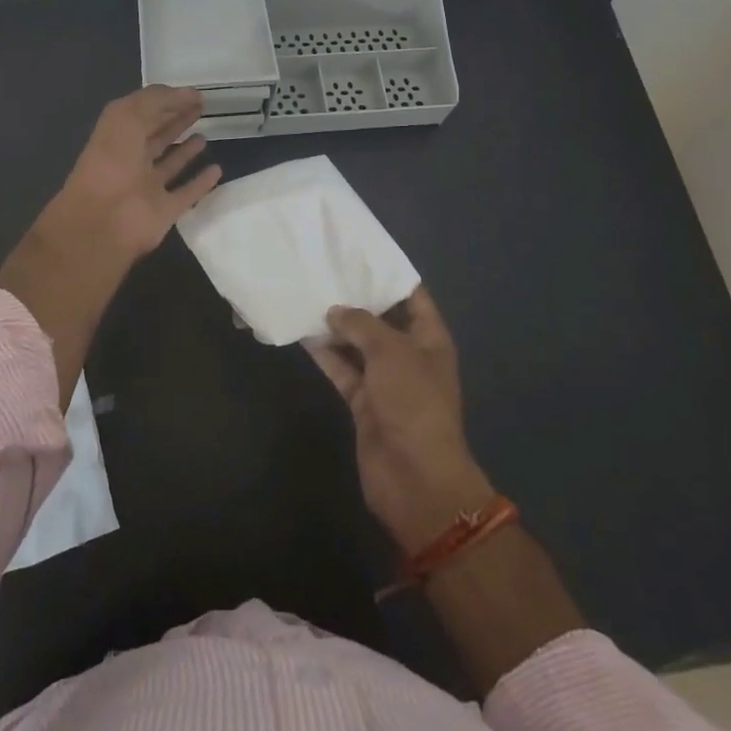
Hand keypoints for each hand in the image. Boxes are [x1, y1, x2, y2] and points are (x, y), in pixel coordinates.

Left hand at [53, 85, 222, 265]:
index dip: (168, 101)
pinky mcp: (165, 210)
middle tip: (202, 109)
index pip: (145, 113)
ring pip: (170, 165)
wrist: (104, 220)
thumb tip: (189, 94)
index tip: (195, 94)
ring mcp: (148, 187)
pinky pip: (187, 193)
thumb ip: (157, 100)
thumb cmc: (112, 161)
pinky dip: (201, 182)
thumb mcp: (127, 116)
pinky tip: (217, 170)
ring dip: (186, 151)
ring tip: (205, 136)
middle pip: (157, 136)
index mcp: (118, 136)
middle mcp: (132, 160)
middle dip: (177, 121)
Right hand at [308, 286, 495, 554]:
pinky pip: (342, 369)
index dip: (388, 274)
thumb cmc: (413, 402)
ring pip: (357, 344)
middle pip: (380, 318)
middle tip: (323, 269)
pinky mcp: (362, 401)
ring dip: (335, 325)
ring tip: (306, 294)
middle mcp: (408, 354)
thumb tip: (335, 312)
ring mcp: (385, 380)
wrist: (414, 478)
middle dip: (355, 298)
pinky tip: (301, 333)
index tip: (358, 252)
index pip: (411, 295)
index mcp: (429, 338)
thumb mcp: (391, 351)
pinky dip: (324, 354)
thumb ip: (361, 324)